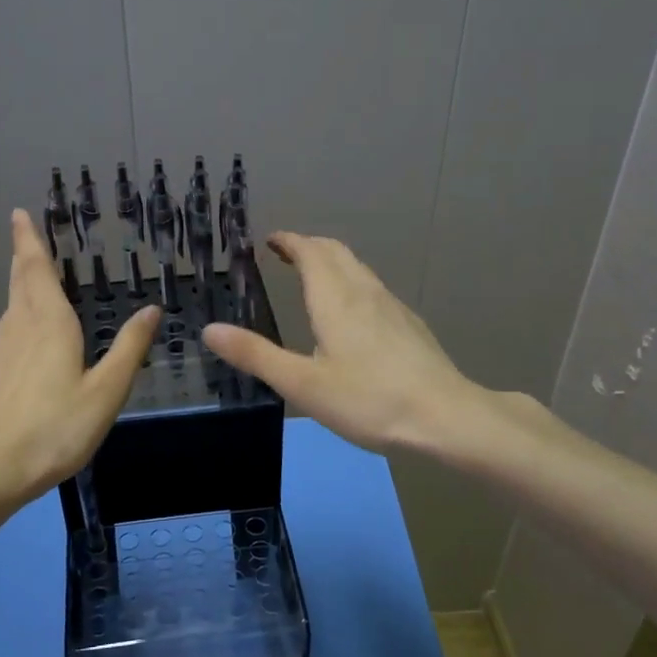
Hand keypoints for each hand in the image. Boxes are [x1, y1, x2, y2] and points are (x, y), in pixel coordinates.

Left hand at [0, 210, 159, 504]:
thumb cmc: (56, 428)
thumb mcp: (106, 391)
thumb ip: (129, 348)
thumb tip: (152, 309)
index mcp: (48, 323)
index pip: (35, 269)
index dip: (28, 240)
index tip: (18, 214)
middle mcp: (17, 327)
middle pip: (18, 282)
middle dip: (23, 257)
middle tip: (26, 237)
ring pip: (11, 310)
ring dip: (22, 291)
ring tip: (38, 289)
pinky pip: (5, 337)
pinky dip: (18, 326)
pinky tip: (28, 348)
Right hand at [201, 232, 493, 455]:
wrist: (446, 416)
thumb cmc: (368, 399)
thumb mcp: (303, 384)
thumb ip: (256, 355)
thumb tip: (210, 330)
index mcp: (335, 300)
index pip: (310, 252)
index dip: (289, 241)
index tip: (270, 240)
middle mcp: (364, 292)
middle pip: (336, 252)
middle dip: (309, 246)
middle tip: (285, 253)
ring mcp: (391, 306)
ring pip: (357, 268)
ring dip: (331, 262)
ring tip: (313, 276)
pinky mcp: (409, 324)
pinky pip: (372, 287)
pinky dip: (351, 281)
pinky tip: (352, 312)